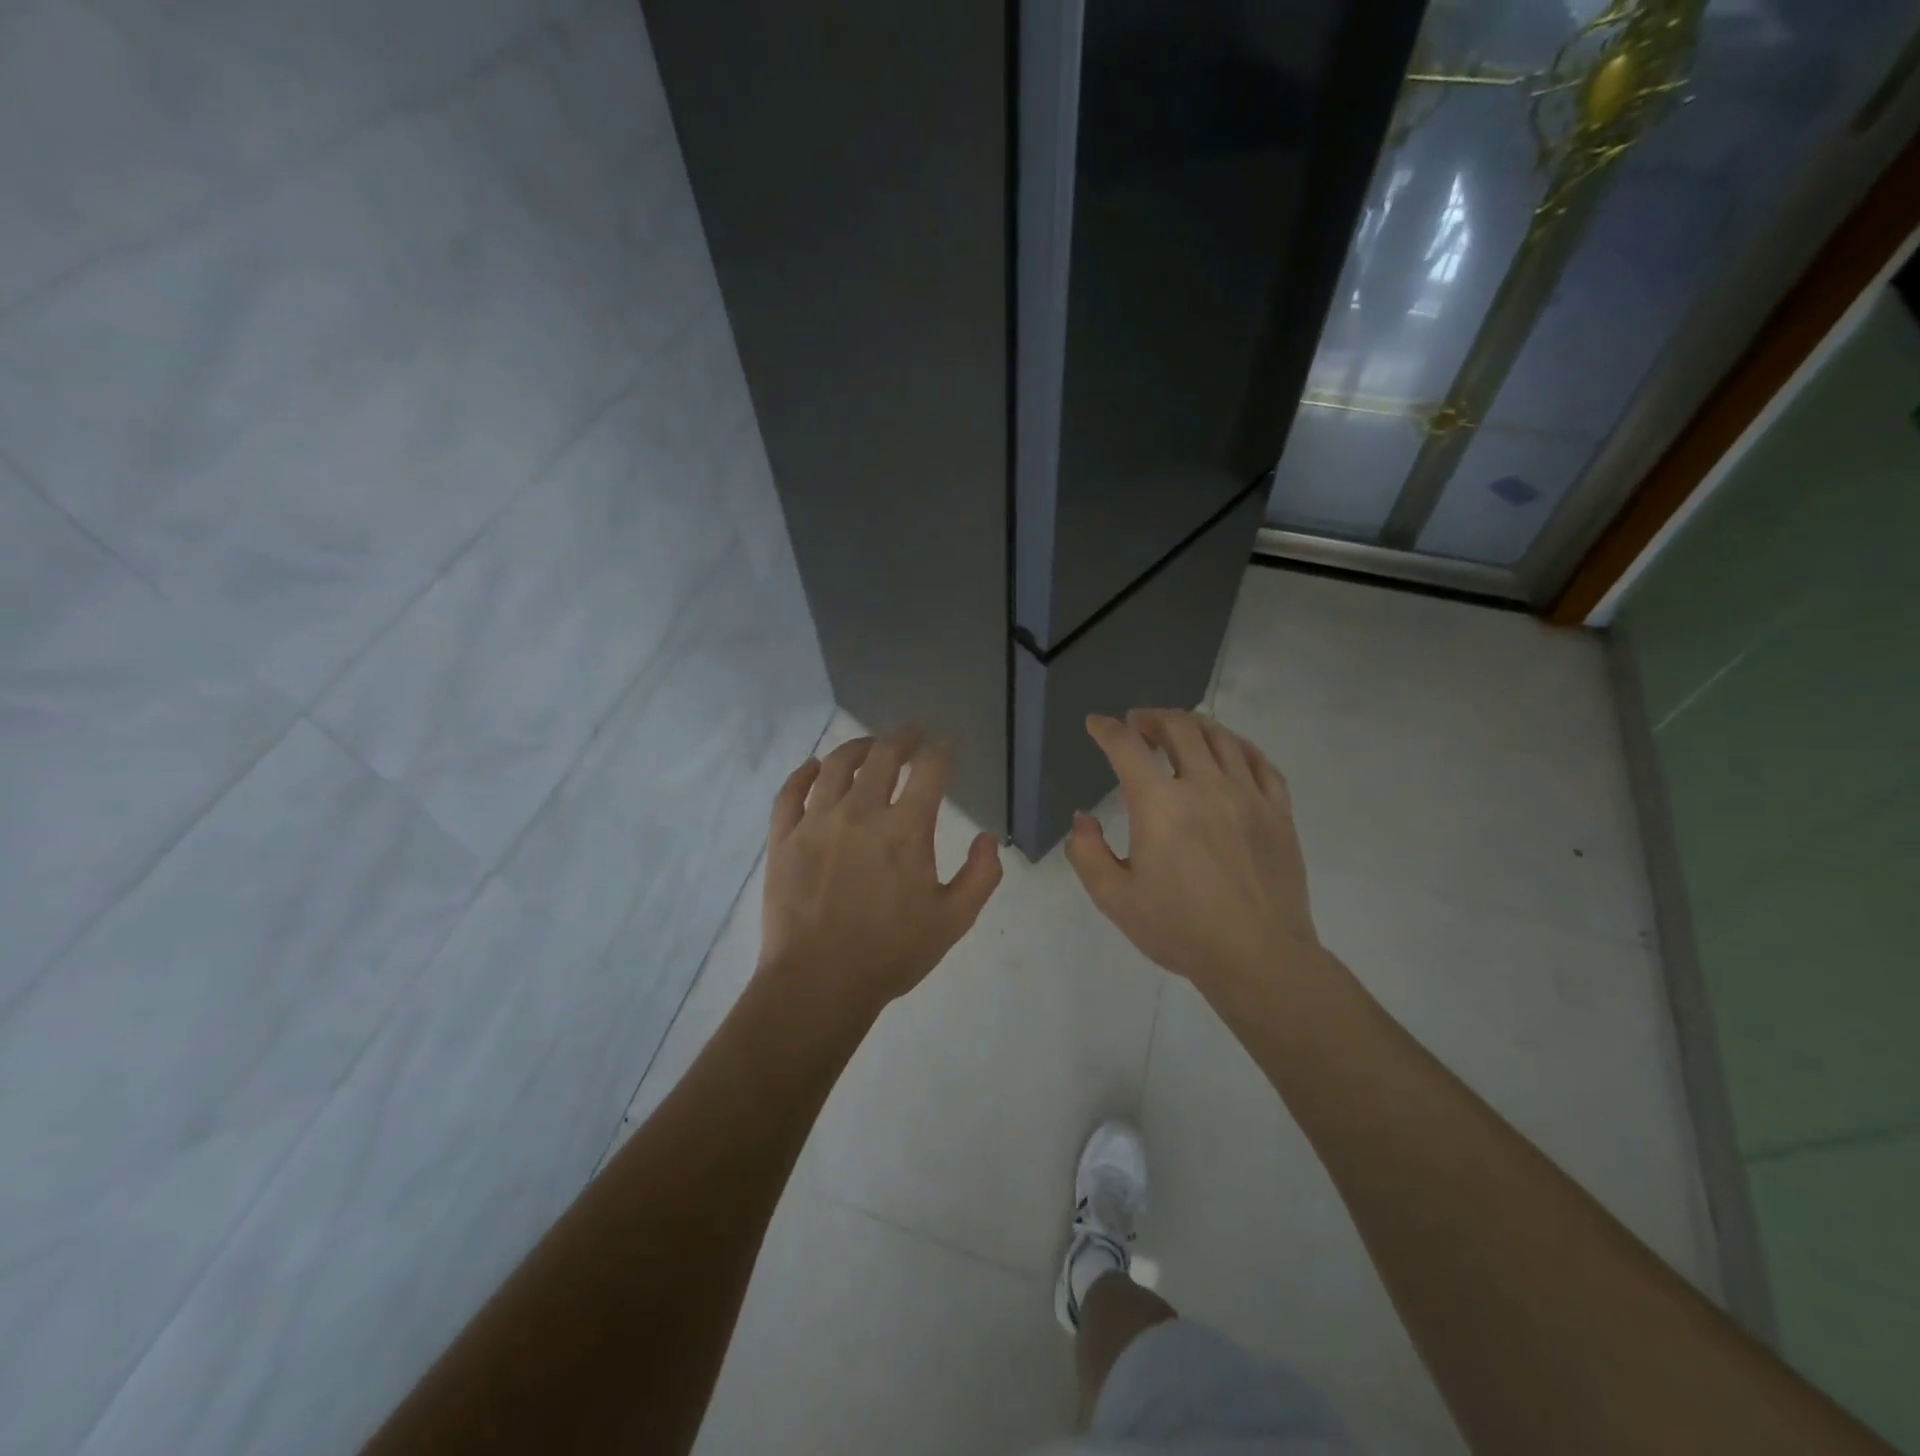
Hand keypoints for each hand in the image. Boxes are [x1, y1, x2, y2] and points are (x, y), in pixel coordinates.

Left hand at [757, 730, 1003, 1023]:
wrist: (819, 983)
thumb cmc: (891, 953)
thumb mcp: (953, 920)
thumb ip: (980, 875)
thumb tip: (988, 836)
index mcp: (906, 829)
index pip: (930, 770)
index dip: (942, 751)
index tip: (945, 746)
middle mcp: (861, 812)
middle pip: (883, 756)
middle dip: (902, 738)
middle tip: (911, 736)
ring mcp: (816, 822)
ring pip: (835, 765)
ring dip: (857, 748)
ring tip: (869, 747)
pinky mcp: (783, 838)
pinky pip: (790, 792)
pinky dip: (803, 773)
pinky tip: (813, 767)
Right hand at [1065, 709, 1319, 999]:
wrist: (1258, 958)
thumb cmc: (1180, 930)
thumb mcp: (1114, 898)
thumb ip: (1087, 852)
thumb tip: (1082, 819)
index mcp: (1160, 804)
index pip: (1127, 747)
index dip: (1107, 729)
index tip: (1096, 724)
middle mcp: (1204, 786)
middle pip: (1179, 728)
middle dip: (1152, 718)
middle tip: (1138, 724)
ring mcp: (1248, 795)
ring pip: (1221, 737)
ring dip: (1193, 725)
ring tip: (1179, 731)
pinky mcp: (1279, 811)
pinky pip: (1260, 761)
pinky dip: (1238, 746)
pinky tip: (1229, 751)